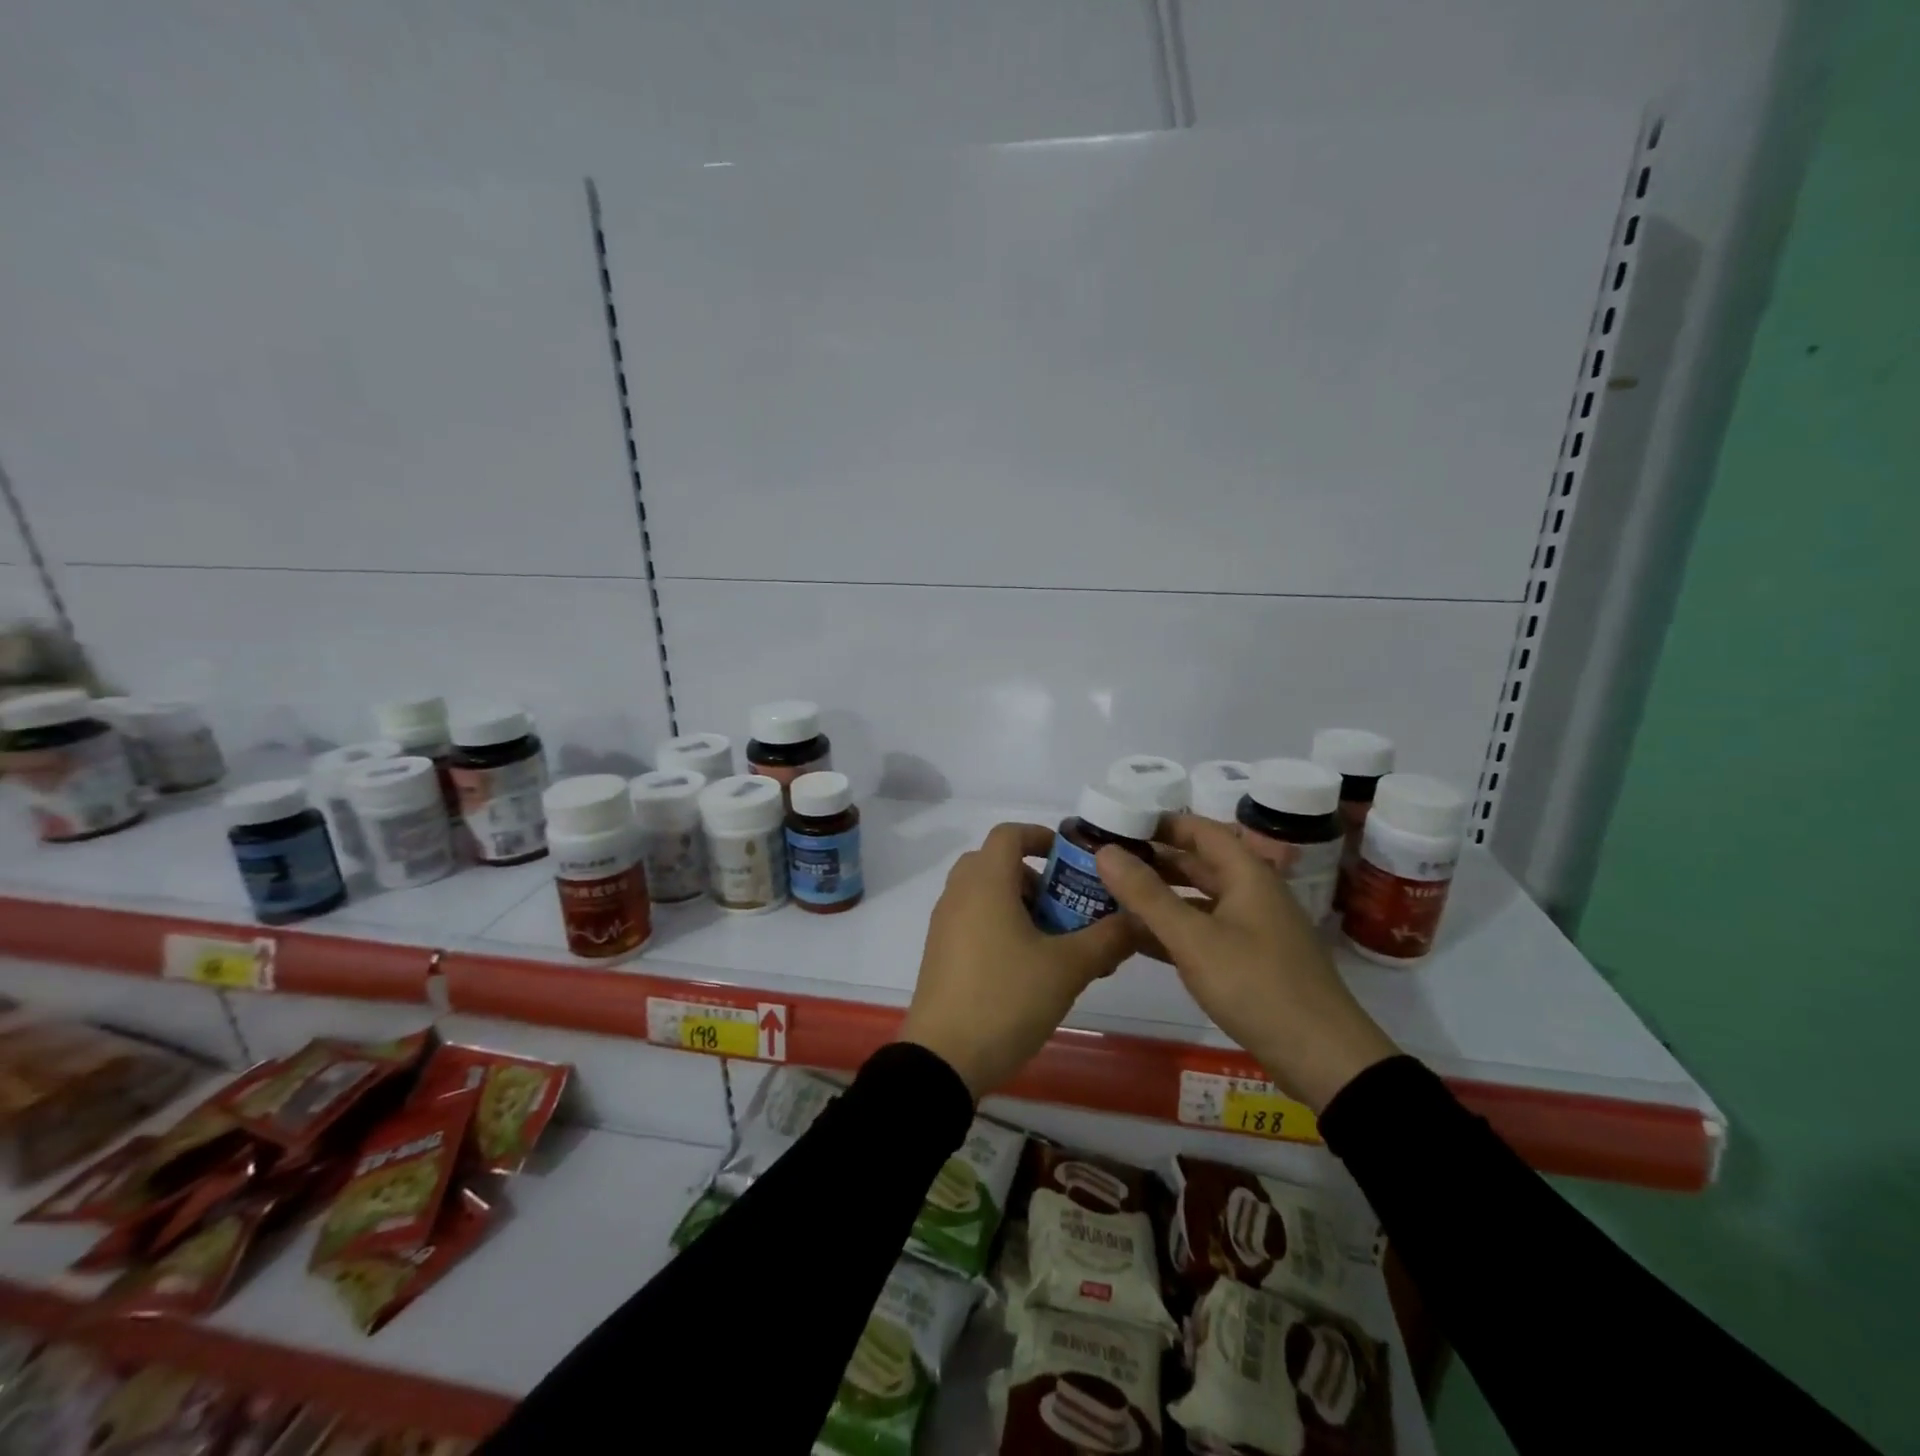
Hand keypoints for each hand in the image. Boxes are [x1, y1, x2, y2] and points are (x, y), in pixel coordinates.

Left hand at [901, 822, 1134, 1097]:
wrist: (943, 1058)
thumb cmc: (1006, 998)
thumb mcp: (1067, 969)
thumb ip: (1107, 939)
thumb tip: (1138, 919)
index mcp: (985, 882)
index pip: (1009, 833)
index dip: (1042, 836)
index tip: (1071, 859)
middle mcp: (959, 893)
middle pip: (996, 862)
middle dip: (1035, 876)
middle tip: (1066, 905)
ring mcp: (944, 923)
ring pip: (984, 893)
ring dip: (1019, 903)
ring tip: (1054, 941)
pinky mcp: (939, 951)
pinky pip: (972, 919)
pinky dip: (1000, 924)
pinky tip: (1028, 966)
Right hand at [1095, 814, 1398, 1110]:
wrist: (1324, 1059)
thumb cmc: (1257, 985)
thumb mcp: (1194, 939)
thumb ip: (1147, 894)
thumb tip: (1105, 851)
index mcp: (1246, 874)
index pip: (1200, 830)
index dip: (1160, 823)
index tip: (1117, 823)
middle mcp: (1251, 893)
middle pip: (1197, 864)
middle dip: (1152, 861)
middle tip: (1104, 861)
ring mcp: (1251, 929)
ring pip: (1197, 901)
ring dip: (1158, 897)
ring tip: (1110, 897)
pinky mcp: (1249, 962)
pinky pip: (1202, 932)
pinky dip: (1172, 931)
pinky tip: (1135, 940)